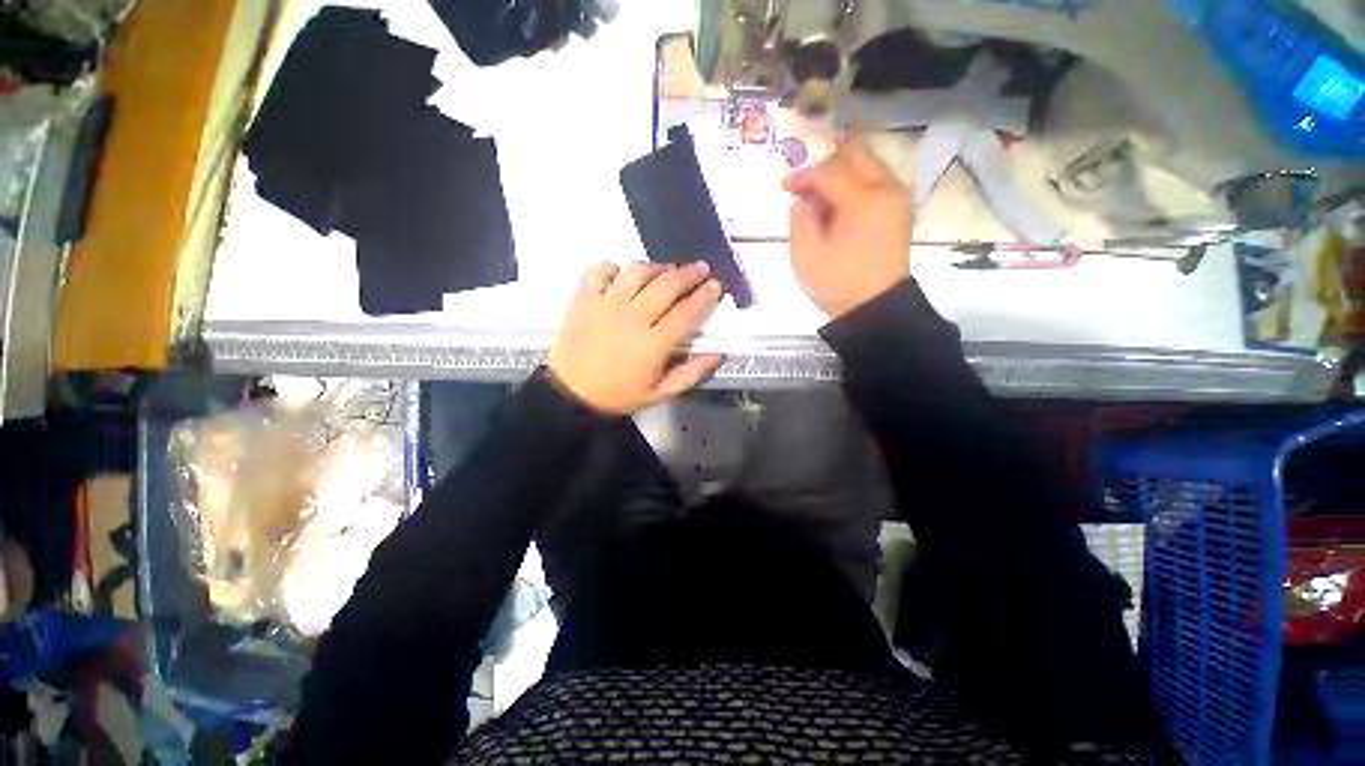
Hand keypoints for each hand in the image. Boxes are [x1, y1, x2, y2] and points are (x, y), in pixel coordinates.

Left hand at [548, 261, 724, 414]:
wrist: (572, 395)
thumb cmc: (619, 394)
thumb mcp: (660, 393)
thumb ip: (691, 374)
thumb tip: (719, 354)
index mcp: (654, 344)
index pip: (686, 312)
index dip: (705, 296)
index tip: (716, 286)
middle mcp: (633, 318)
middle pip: (667, 285)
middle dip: (689, 273)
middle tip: (701, 268)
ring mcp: (606, 304)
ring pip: (637, 272)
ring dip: (657, 267)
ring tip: (667, 270)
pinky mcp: (584, 299)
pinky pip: (600, 270)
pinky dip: (614, 267)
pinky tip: (622, 275)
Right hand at [783, 135, 913, 318]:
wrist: (876, 309)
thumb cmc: (839, 284)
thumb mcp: (806, 256)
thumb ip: (799, 219)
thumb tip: (801, 199)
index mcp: (863, 200)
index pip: (829, 169)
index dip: (802, 174)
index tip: (782, 187)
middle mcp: (887, 189)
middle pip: (854, 153)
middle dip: (824, 162)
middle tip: (802, 182)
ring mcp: (897, 198)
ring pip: (867, 163)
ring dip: (839, 170)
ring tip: (816, 193)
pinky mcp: (898, 210)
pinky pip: (874, 180)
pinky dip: (852, 183)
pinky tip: (835, 203)